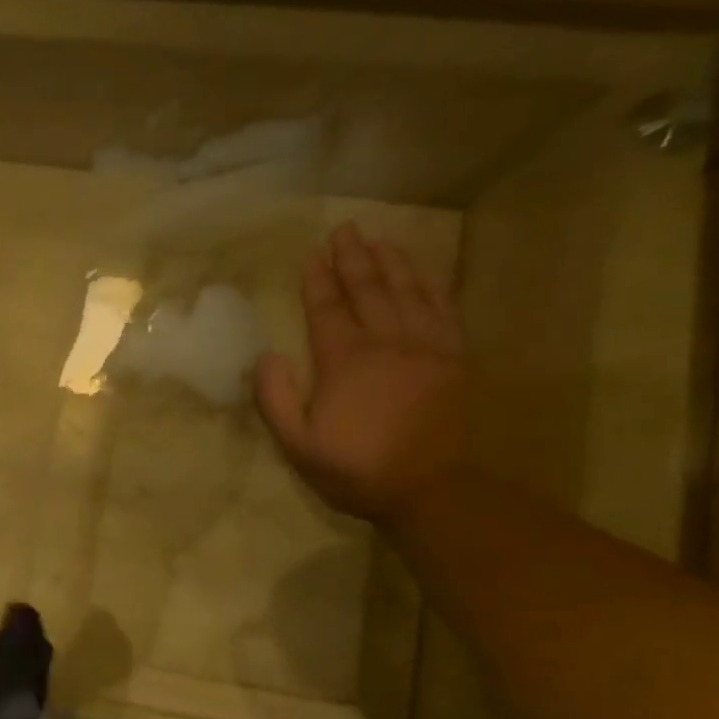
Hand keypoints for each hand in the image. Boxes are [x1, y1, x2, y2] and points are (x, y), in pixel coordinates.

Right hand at [254, 223, 465, 523]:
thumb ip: (276, 398)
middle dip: (352, 258)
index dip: (317, 281)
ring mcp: (426, 346)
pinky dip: (429, 284)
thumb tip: (265, 356)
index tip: (310, 255)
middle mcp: (387, 342)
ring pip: (408, 291)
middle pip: (368, 290)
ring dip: (391, 261)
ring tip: (377, 238)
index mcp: (345, 361)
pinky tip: (421, 272)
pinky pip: (442, 308)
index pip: (327, 310)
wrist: (430, 487)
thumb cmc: (353, 468)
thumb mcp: (297, 444)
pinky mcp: (453, 357)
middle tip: (344, 230)